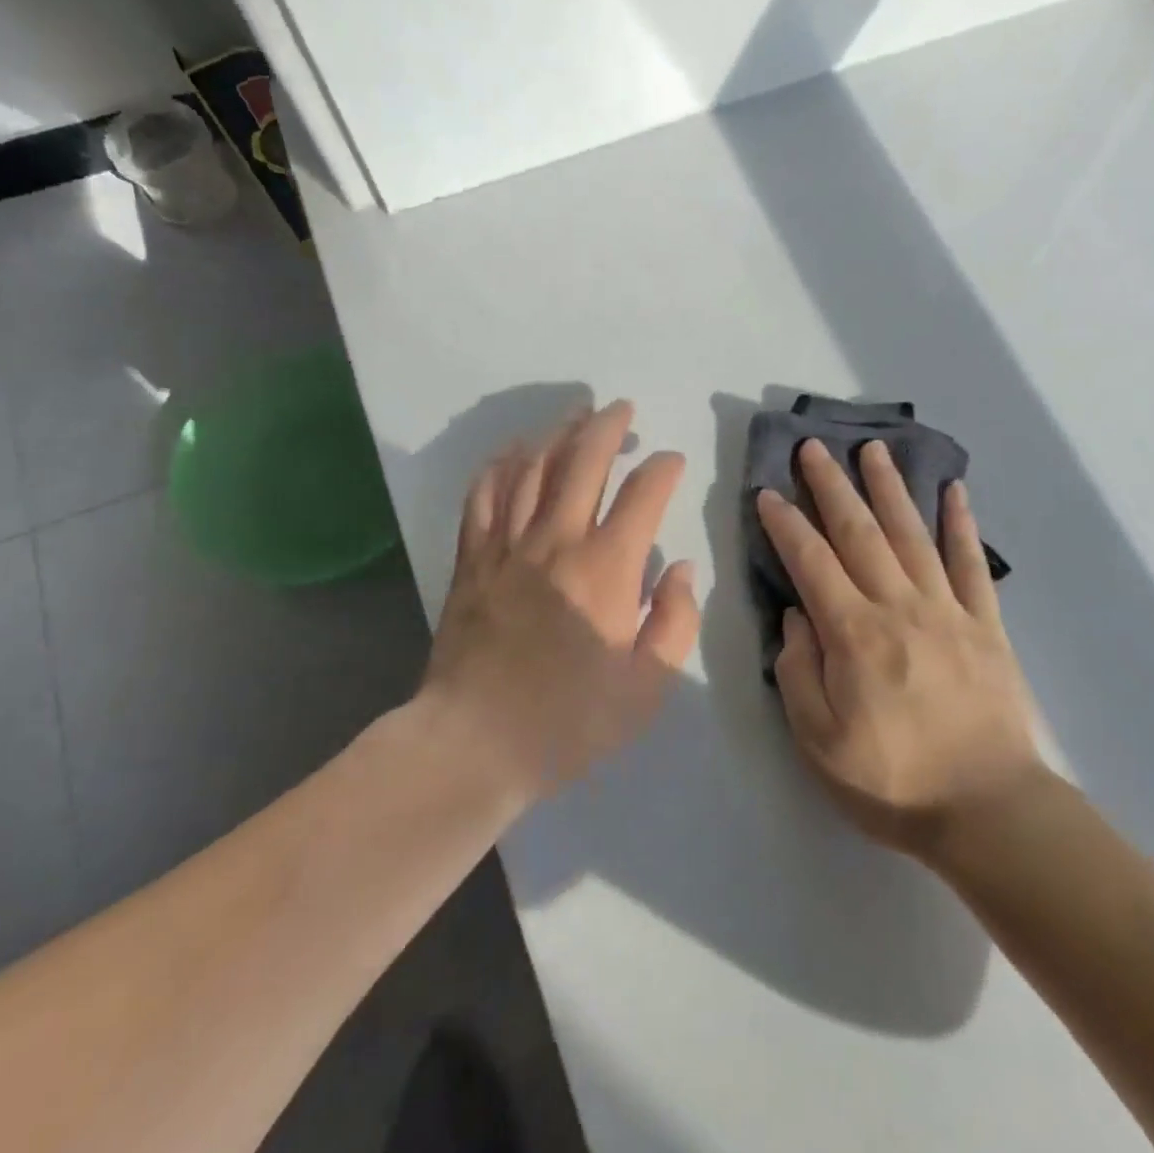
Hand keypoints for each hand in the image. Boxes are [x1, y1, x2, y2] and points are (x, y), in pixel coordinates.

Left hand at [422, 400, 699, 802]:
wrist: (475, 742)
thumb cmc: (570, 720)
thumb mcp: (648, 686)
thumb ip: (676, 621)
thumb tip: (681, 568)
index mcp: (607, 568)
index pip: (643, 493)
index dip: (663, 468)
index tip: (672, 462)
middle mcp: (557, 540)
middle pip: (583, 460)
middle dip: (608, 426)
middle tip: (623, 410)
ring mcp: (508, 544)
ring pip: (533, 466)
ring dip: (558, 433)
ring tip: (576, 415)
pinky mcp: (472, 558)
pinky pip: (484, 494)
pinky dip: (501, 464)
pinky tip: (514, 451)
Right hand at [756, 439, 1042, 858]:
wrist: (988, 810)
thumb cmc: (892, 782)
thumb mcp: (819, 741)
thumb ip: (798, 672)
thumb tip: (796, 615)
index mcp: (854, 635)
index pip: (811, 563)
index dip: (786, 524)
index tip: (768, 492)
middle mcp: (899, 607)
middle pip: (860, 533)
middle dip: (832, 486)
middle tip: (814, 447)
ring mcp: (947, 610)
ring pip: (912, 534)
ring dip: (889, 487)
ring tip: (874, 449)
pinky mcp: (985, 624)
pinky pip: (970, 563)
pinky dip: (962, 523)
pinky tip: (954, 490)